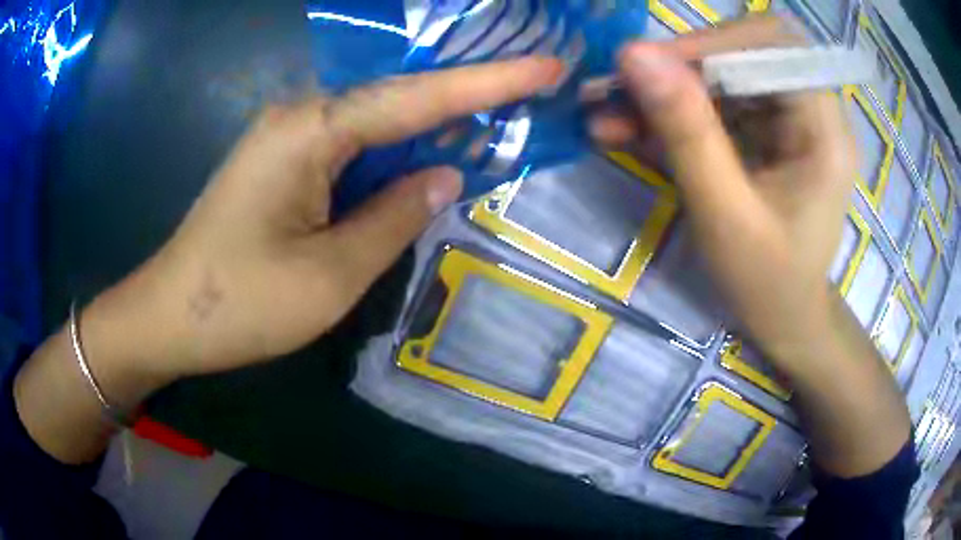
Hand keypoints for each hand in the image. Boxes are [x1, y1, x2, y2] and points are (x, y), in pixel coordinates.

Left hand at [81, 56, 563, 382]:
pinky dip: (397, 153)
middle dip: (468, 95)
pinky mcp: (284, 165)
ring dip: (434, 125)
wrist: (169, 317)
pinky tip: (428, 157)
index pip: (418, 96)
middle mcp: (302, 118)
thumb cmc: (239, 303)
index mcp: (311, 131)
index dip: (490, 82)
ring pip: (379, 122)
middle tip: (534, 93)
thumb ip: (394, 217)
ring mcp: (289, 139)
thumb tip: (442, 175)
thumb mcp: (329, 275)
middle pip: (400, 96)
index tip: (546, 67)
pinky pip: (354, 148)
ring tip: (499, 124)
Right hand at [600, 17, 910, 477]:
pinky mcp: (766, 128)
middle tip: (627, 86)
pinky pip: (716, 98)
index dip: (712, 43)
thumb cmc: (768, 283)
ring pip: (723, 70)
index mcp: (825, 131)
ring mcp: (788, 117)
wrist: (785, 318)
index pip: (774, 46)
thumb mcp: (726, 215)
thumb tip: (634, 55)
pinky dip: (671, 108)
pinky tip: (629, 128)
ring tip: (609, 110)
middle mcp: (812, 110)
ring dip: (665, 86)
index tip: (649, 66)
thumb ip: (686, 132)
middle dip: (683, 61)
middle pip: (745, 48)